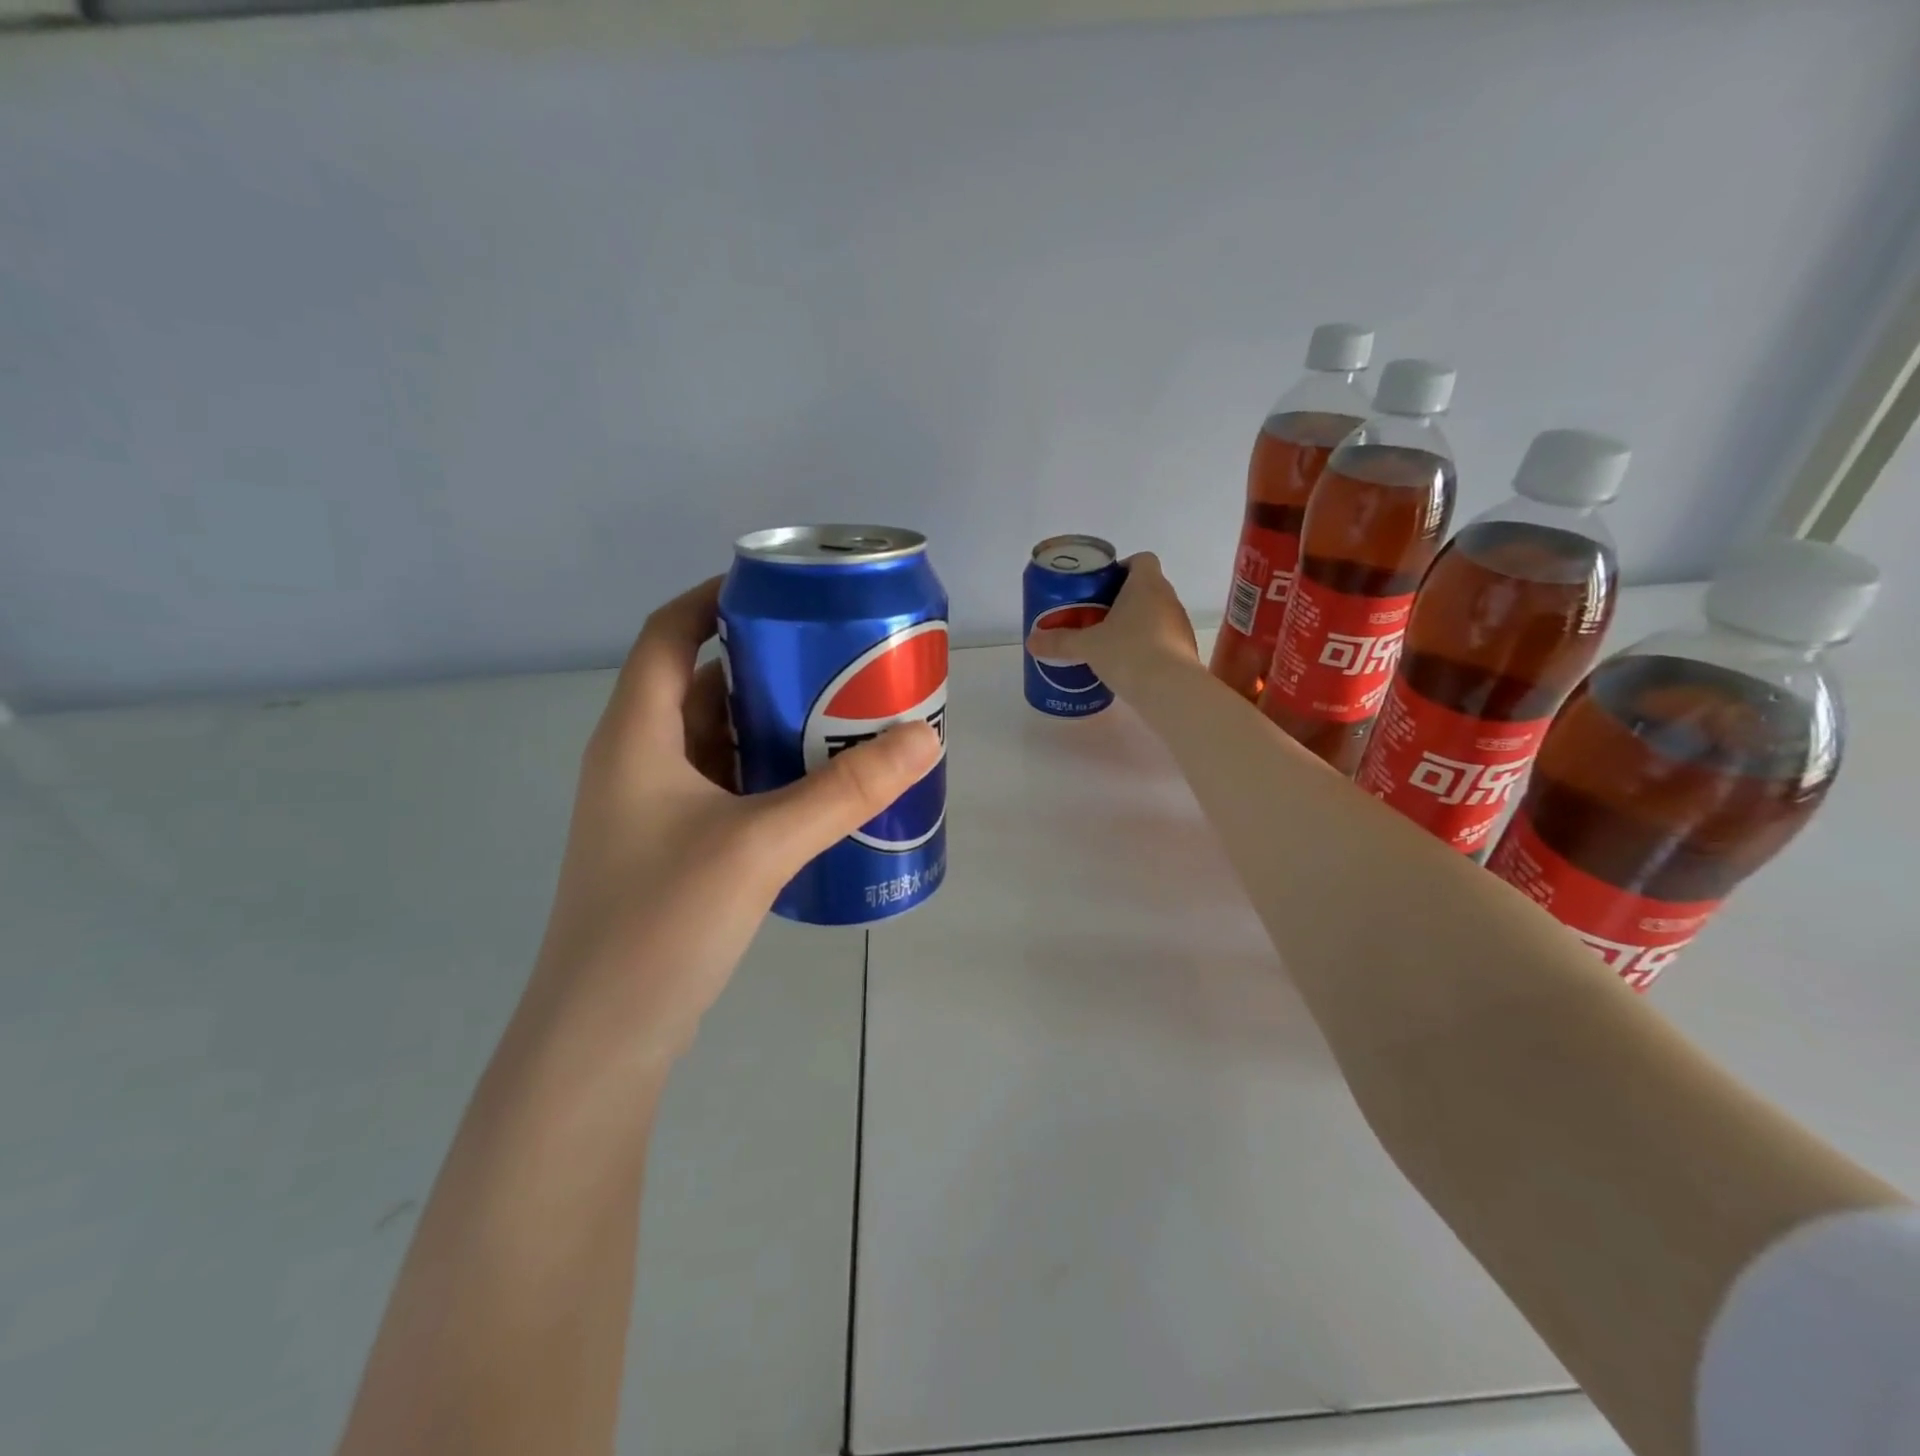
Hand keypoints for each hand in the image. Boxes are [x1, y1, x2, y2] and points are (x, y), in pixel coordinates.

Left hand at [523, 577, 941, 1069]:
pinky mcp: (675, 848)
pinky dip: (768, 771)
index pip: (667, 634)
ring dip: (772, 722)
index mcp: (635, 736)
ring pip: (718, 739)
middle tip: (837, 657)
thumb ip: (845, 791)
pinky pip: (727, 785)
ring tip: (842, 713)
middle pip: (700, 684)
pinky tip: (818, 786)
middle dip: (766, 664)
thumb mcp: (761, 845)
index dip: (714, 599)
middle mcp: (637, 761)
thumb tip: (924, 738)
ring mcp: (653, 809)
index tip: (782, 592)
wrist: (605, 1037)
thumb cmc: (662, 922)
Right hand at [1024, 552, 1198, 699]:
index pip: (1142, 559)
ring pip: (1156, 614)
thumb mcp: (1087, 647)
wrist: (1169, 691)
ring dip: (1136, 623)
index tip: (1102, 587)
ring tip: (1110, 642)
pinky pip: (1163, 639)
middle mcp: (1168, 598)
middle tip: (1096, 616)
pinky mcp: (1185, 650)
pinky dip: (1147, 645)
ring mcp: (1180, 625)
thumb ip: (1059, 642)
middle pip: (1147, 587)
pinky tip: (1128, 663)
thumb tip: (1031, 641)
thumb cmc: (1128, 653)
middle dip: (1123, 599)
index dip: (1123, 568)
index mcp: (1146, 585)